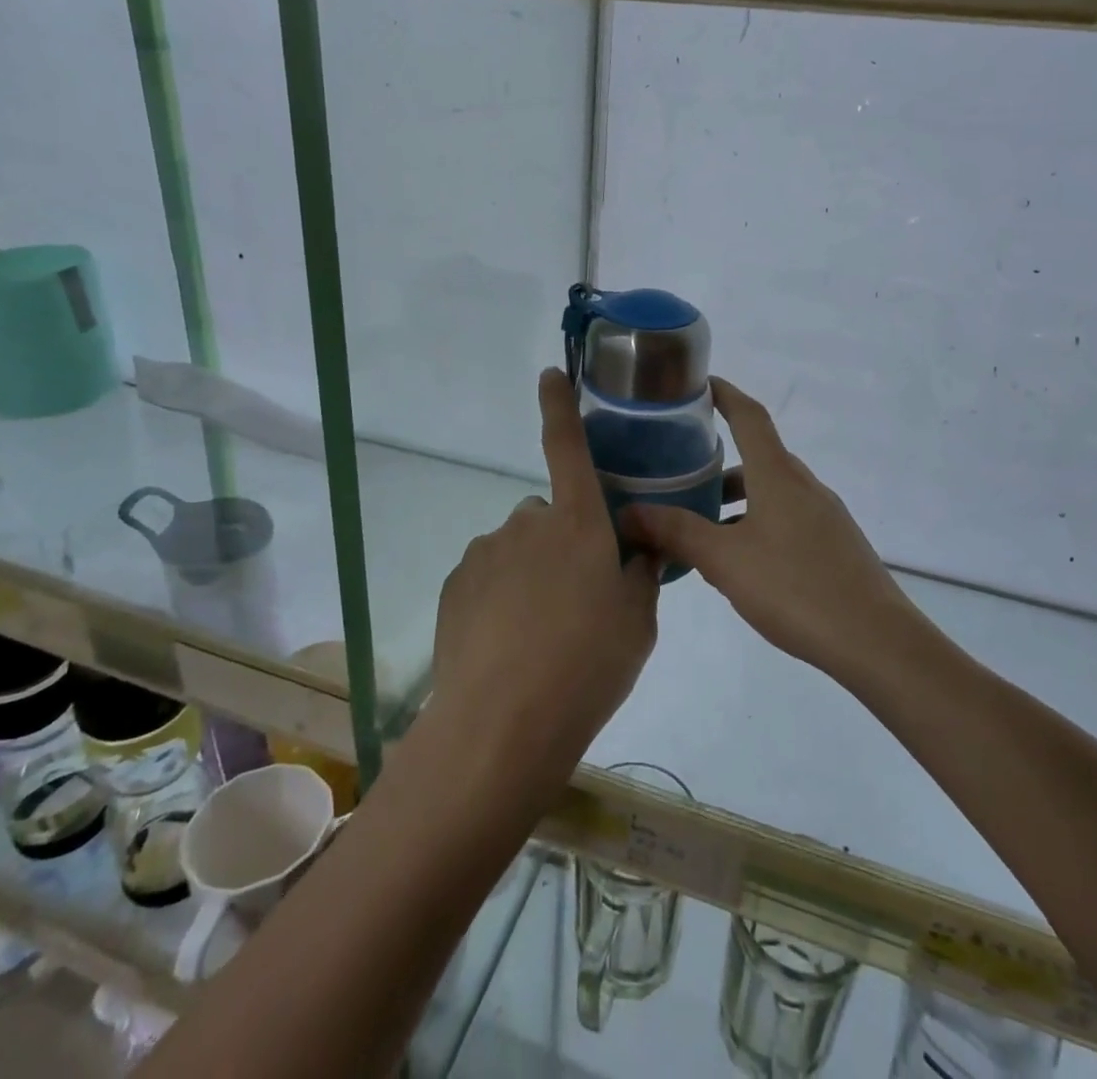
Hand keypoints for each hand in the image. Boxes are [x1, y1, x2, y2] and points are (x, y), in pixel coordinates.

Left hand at [429, 369, 660, 768]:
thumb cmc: (588, 664)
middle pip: (549, 515)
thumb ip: (641, 572)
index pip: (566, 445)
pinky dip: (499, 596)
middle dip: (563, 541)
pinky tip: (507, 643)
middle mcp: (527, 522)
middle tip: (577, 598)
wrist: (504, 723)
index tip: (549, 374)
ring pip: (517, 549)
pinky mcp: (455, 584)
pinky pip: (487, 576)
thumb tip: (641, 546)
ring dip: (530, 573)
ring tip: (541, 632)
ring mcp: (485, 551)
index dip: (559, 405)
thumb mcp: (638, 621)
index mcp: (577, 521)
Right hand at [621, 377, 913, 685]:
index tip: (698, 384)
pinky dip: (757, 525)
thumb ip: (676, 533)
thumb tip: (628, 512)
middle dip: (719, 464)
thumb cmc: (795, 588)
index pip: (749, 416)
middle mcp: (804, 486)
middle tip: (680, 477)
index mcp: (778, 476)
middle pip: (758, 458)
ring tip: (701, 530)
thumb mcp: (725, 561)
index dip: (724, 394)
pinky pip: (787, 519)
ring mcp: (825, 516)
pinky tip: (741, 564)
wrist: (876, 641)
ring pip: (772, 493)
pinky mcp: (835, 545)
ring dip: (737, 502)